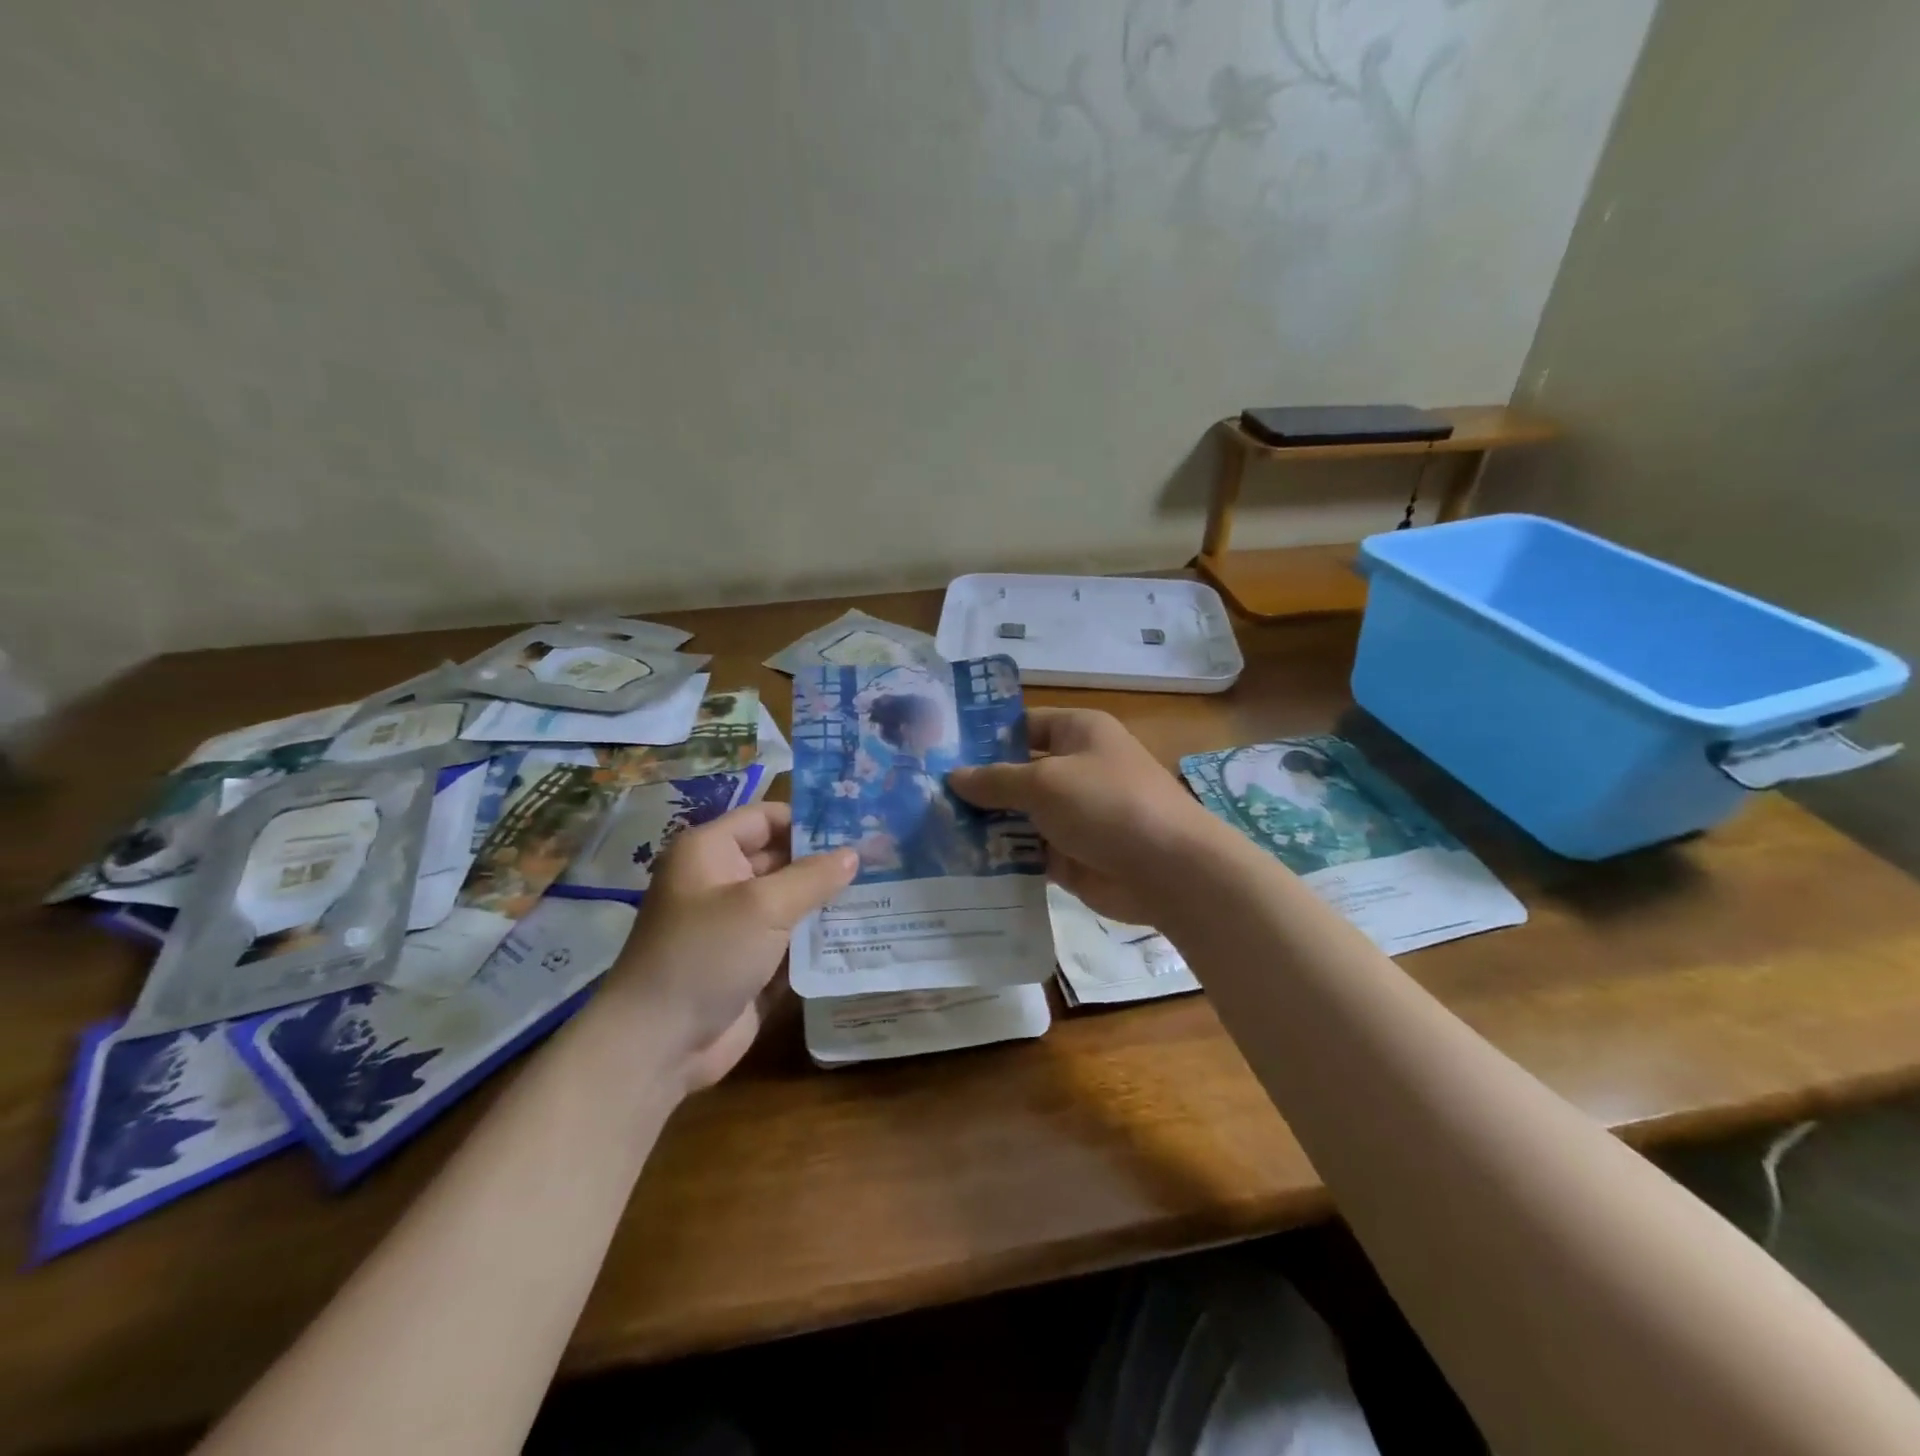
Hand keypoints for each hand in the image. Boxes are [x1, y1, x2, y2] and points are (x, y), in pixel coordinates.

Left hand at [598, 803, 856, 1091]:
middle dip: (827, 862)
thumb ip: (813, 877)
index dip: (810, 819)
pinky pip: (791, 941)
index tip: (860, 826)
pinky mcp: (750, 963)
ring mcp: (737, 925)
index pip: (767, 818)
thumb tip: (854, 854)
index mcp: (711, 852)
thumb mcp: (764, 907)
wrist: (658, 1045)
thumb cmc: (706, 955)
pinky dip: (820, 938)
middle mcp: (722, 881)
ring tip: (885, 893)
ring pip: (791, 902)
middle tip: (883, 860)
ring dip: (829, 902)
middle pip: (783, 859)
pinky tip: (864, 933)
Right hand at [947, 708, 1220, 926]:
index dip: (982, 736)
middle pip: (1016, 773)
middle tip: (923, 796)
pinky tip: (959, 862)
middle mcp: (1074, 768)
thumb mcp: (1045, 783)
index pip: (1021, 725)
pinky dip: (1001, 856)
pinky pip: (1027, 850)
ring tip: (930, 831)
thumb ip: (996, 780)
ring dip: (983, 824)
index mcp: (1077, 733)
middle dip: (976, 786)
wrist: (1168, 870)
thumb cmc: (1107, 804)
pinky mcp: (1070, 854)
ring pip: (1018, 815)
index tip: (938, 752)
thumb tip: (954, 776)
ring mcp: (1072, 814)